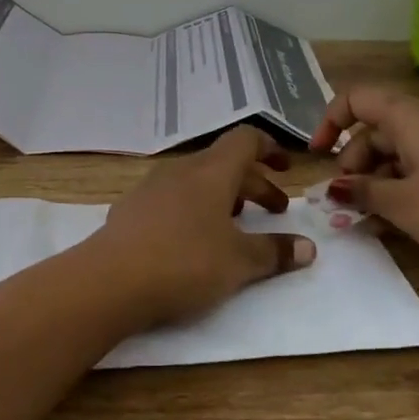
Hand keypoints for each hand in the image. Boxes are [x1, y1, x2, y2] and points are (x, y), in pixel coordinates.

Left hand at [94, 125, 317, 327]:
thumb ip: (275, 252)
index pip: (245, 139)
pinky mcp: (131, 209)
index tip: (285, 168)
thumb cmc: (185, 262)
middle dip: (255, 183)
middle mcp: (182, 170)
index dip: (269, 148)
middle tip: (276, 210)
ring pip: (197, 181)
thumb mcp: (239, 262)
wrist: (110, 280)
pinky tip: (193, 240)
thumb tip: (308, 248)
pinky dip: (194, 209)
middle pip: (224, 164)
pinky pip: (173, 198)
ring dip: (223, 196)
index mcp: (212, 171)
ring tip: (236, 225)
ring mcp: (152, 187)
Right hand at [307, 85, 418, 278]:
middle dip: (353, 162)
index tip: (318, 154)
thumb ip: (363, 193)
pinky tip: (395, 221)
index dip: (330, 120)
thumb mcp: (404, 204)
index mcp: (411, 118)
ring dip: (376, 180)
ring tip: (366, 218)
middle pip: (377, 129)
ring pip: (399, 152)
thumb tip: (335, 187)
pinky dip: (401, 188)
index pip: (358, 98)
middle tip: (345, 199)